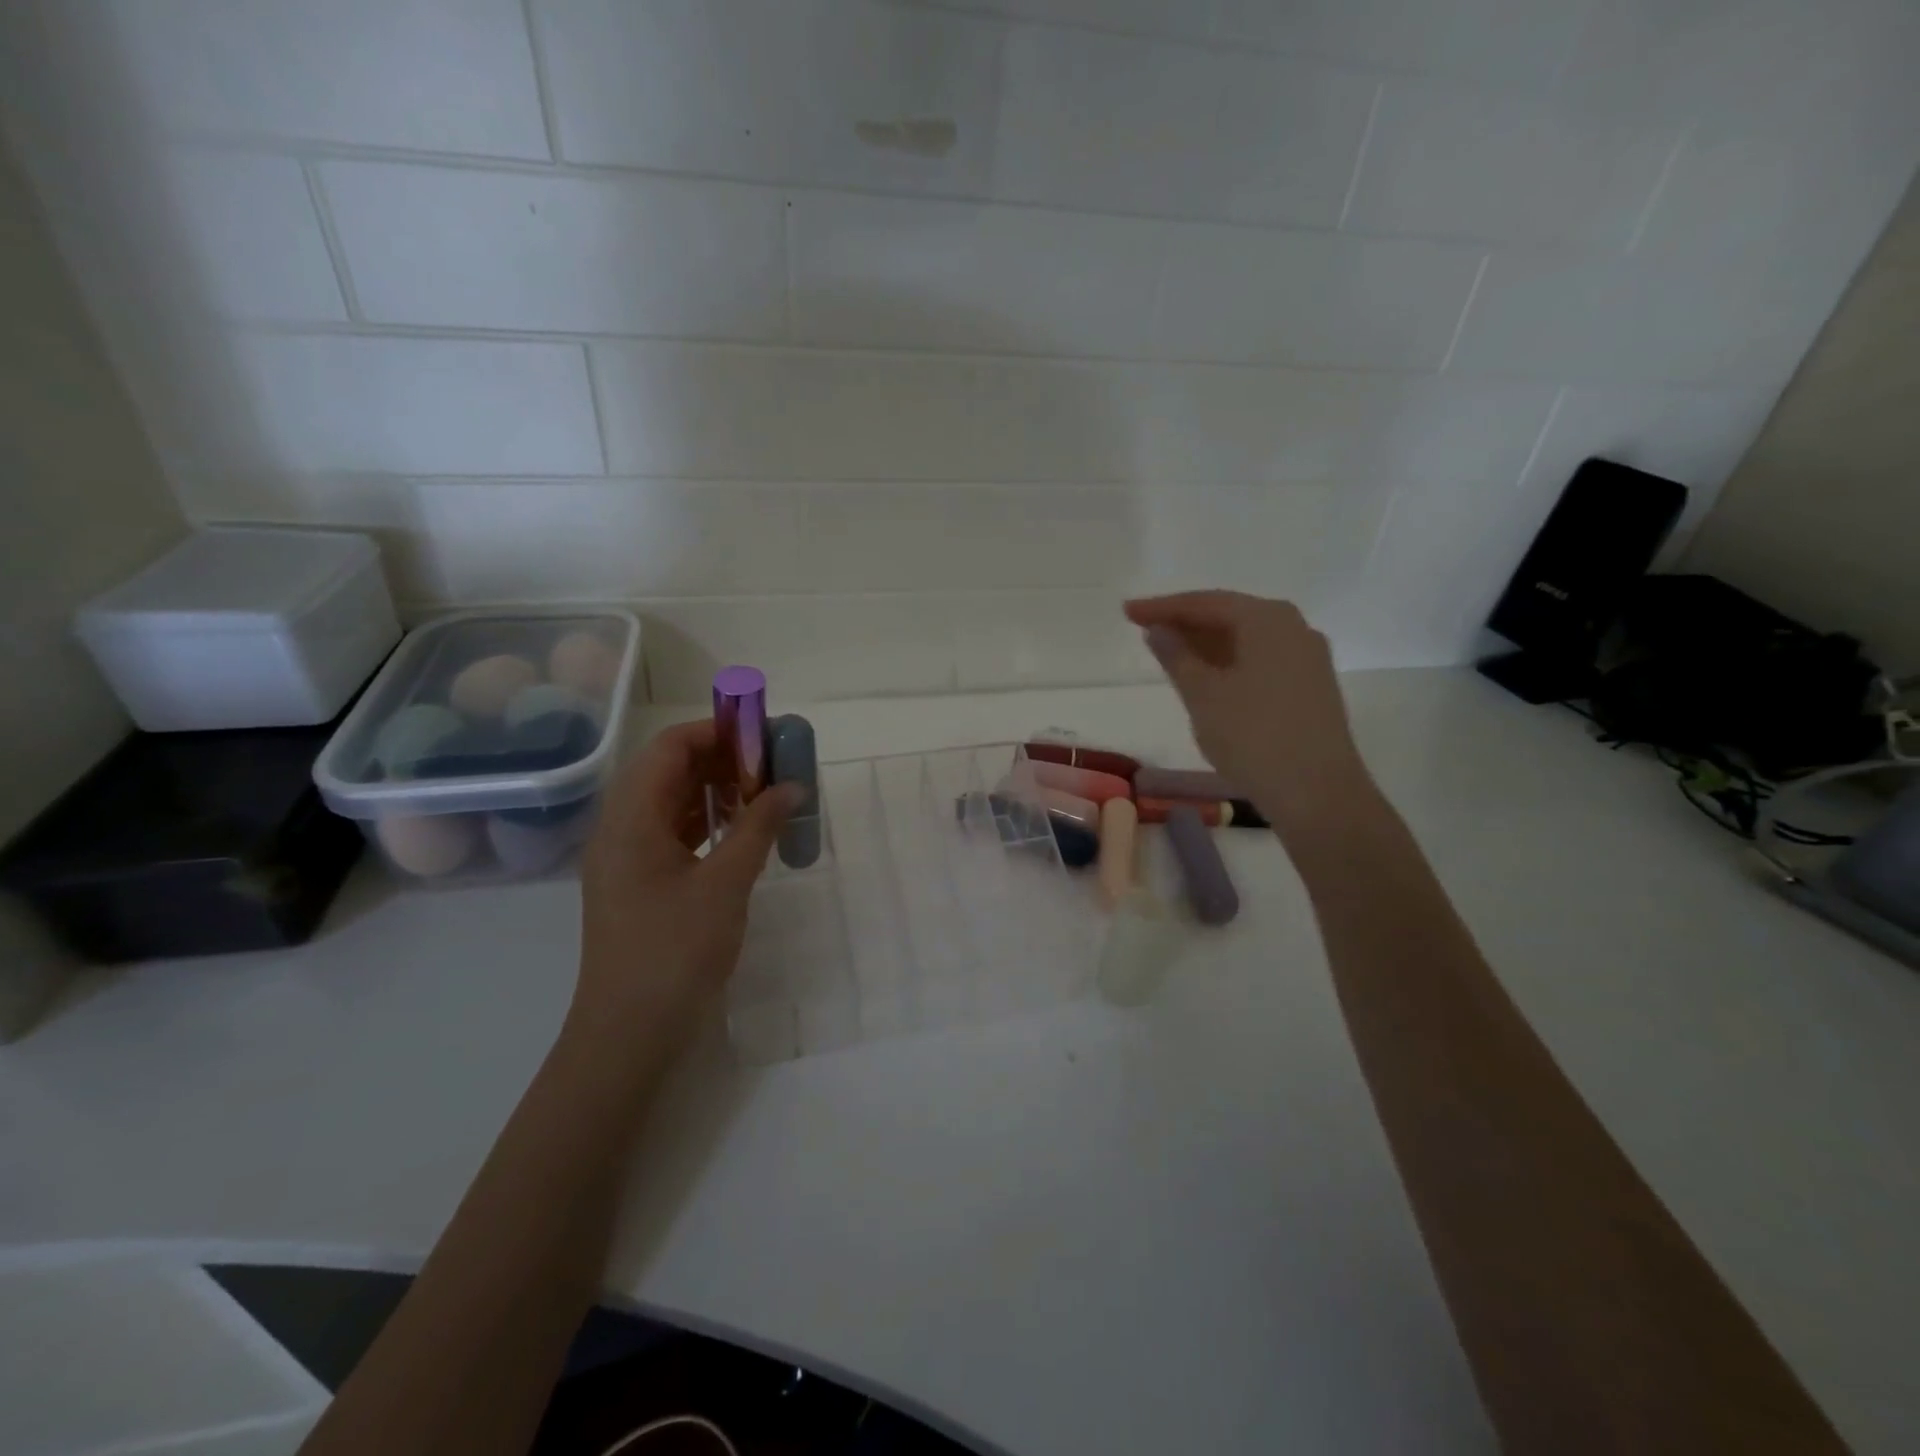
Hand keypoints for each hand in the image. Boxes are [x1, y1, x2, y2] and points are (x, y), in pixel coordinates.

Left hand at [571, 719, 800, 1049]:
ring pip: (670, 801)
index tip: (764, 736)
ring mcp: (624, 857)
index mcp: (630, 819)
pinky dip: (706, 820)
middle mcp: (619, 828)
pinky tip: (741, 830)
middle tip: (771, 766)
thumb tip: (793, 786)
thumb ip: (759, 827)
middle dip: (720, 758)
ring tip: (763, 793)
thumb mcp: (726, 884)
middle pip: (667, 769)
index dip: (717, 732)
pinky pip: (670, 831)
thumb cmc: (675, 952)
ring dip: (714, 789)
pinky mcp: (636, 882)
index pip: (670, 748)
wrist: (628, 1035)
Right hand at [1125, 591, 1376, 842]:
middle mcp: (1294, 628)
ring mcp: (1307, 658)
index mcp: (1268, 619)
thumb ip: (1176, 656)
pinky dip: (1228, 663)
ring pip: (1246, 640)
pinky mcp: (1310, 687)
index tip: (1127, 612)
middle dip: (1186, 622)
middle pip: (1230, 615)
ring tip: (1169, 654)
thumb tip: (1157, 630)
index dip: (1163, 607)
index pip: (1206, 603)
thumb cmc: (1252, 736)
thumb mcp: (1202, 694)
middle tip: (1144, 629)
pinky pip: (1260, 660)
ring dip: (1206, 644)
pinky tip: (1207, 678)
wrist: (1317, 793)